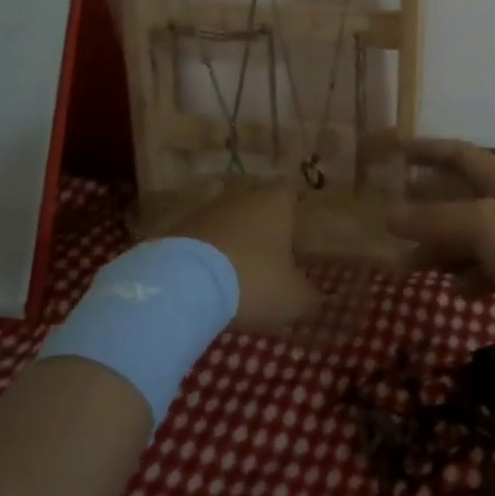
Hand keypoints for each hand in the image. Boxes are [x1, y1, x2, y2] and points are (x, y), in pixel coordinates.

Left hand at [163, 181, 321, 334]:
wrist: (184, 283)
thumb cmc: (254, 279)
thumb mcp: (293, 298)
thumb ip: (310, 298)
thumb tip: (316, 300)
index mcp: (276, 201)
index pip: (292, 195)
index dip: (296, 216)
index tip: (298, 242)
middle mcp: (242, 196)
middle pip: (258, 208)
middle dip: (263, 233)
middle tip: (271, 264)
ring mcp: (207, 209)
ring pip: (229, 224)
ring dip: (233, 245)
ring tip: (237, 279)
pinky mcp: (178, 229)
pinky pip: (202, 241)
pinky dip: (207, 258)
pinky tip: (209, 284)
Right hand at [387, 139, 494, 355]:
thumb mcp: (481, 225)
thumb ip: (434, 220)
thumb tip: (388, 215)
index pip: (458, 154)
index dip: (427, 149)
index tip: (395, 150)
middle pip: (457, 197)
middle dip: (423, 204)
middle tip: (387, 216)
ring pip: (467, 238)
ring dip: (438, 249)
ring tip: (405, 264)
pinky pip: (485, 272)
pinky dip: (467, 279)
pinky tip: (454, 291)